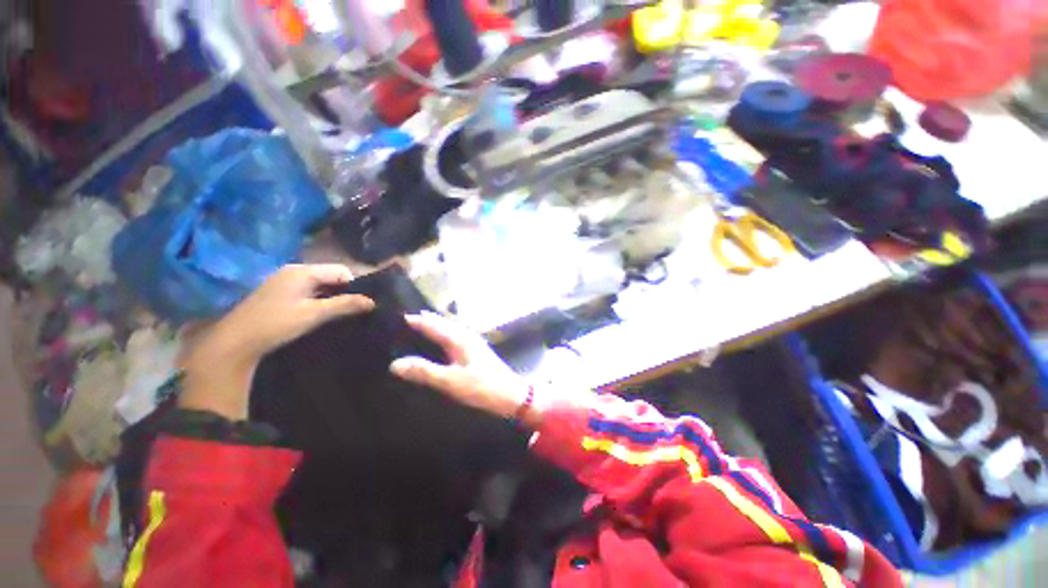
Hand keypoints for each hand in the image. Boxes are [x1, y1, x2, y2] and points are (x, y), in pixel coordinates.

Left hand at [180, 264, 374, 418]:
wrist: (234, 342)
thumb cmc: (276, 324)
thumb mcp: (314, 314)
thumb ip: (345, 305)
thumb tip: (373, 301)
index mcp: (302, 271)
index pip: (341, 271)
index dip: (354, 286)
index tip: (360, 304)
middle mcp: (294, 270)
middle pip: (331, 275)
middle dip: (344, 291)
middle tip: (351, 310)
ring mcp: (284, 281)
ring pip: (320, 284)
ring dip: (331, 296)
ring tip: (339, 313)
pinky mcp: (278, 292)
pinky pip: (308, 290)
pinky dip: (319, 299)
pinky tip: (319, 314)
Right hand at [390, 312, 545, 426]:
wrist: (510, 394)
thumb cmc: (481, 386)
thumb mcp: (450, 381)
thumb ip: (424, 372)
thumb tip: (395, 364)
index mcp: (458, 339)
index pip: (433, 324)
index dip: (416, 320)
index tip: (397, 316)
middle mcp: (466, 335)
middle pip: (443, 323)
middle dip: (426, 319)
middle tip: (406, 319)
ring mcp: (473, 342)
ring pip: (450, 328)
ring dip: (436, 325)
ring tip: (420, 325)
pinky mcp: (477, 350)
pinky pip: (456, 336)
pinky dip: (444, 334)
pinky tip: (442, 342)